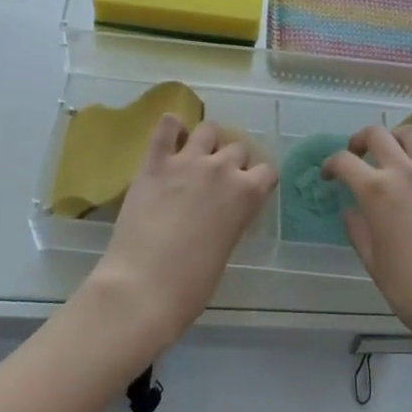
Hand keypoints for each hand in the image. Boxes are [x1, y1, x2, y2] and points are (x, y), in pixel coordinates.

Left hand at [90, 116, 276, 355]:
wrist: (144, 286)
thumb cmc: (191, 284)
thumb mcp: (226, 248)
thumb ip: (230, 218)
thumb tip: (221, 211)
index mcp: (247, 194)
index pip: (267, 171)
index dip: (257, 180)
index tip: (248, 190)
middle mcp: (222, 168)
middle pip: (238, 148)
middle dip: (231, 161)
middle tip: (217, 181)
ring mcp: (188, 160)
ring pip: (208, 129)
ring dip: (206, 142)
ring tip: (195, 157)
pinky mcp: (155, 160)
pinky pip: (167, 125)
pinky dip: (172, 128)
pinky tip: (170, 140)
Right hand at [325, 125, 411, 353]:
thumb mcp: (374, 264)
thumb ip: (358, 231)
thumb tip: (351, 211)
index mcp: (377, 192)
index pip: (344, 162)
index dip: (331, 164)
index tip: (328, 175)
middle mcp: (405, 172)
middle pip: (377, 135)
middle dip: (360, 140)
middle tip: (357, 155)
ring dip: (395, 137)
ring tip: (393, 152)